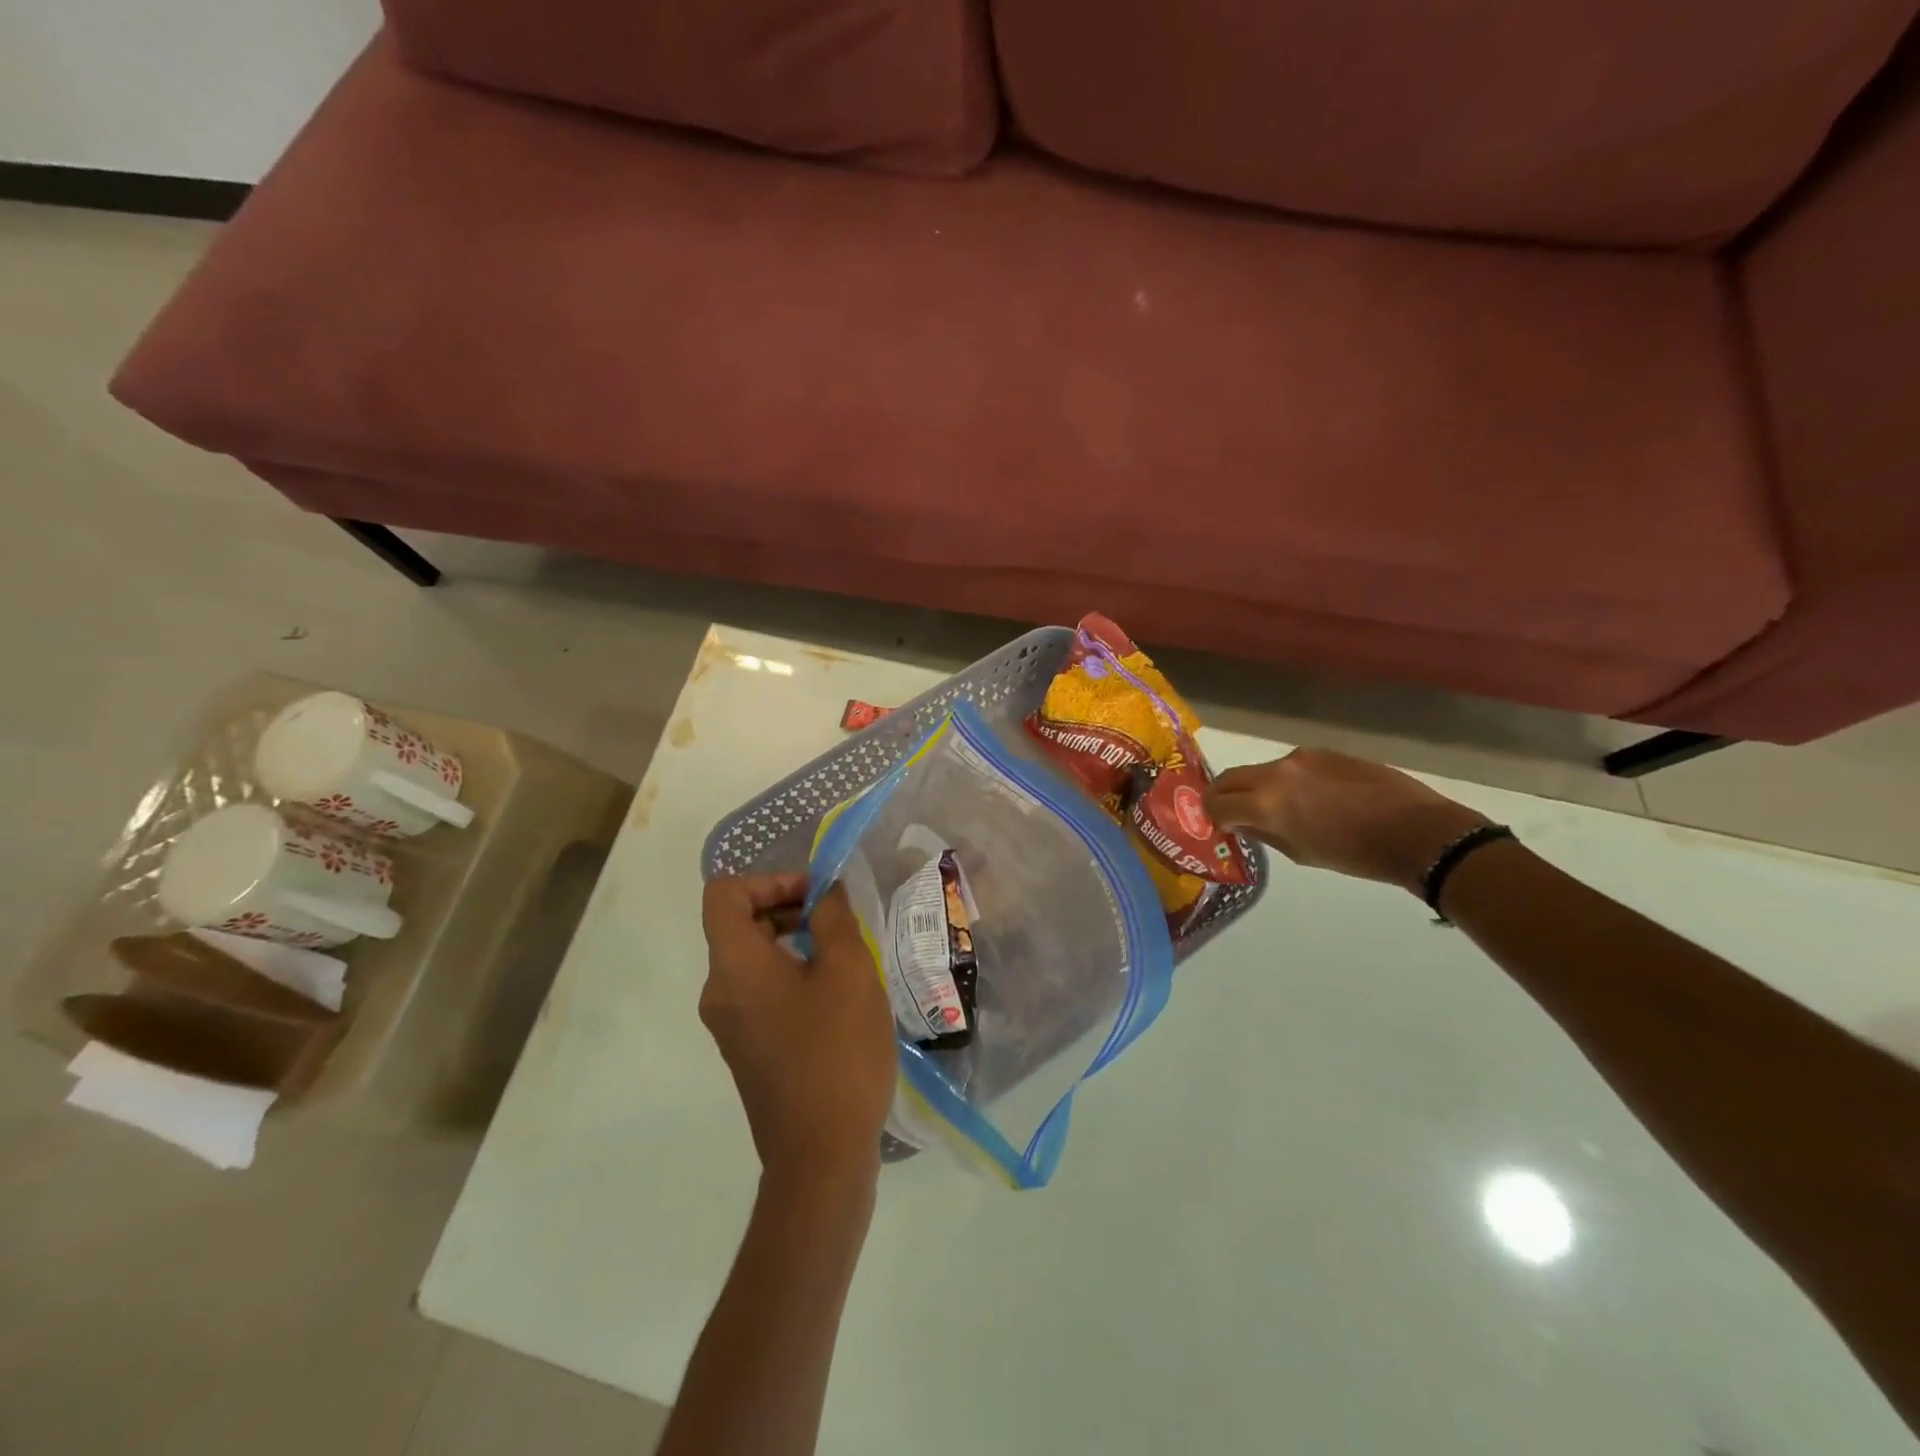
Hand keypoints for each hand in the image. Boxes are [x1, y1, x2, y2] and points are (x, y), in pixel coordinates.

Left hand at [699, 874, 895, 1184]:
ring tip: (844, 954)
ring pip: (752, 959)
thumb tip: (824, 891)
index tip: (814, 895)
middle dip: (787, 907)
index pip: (724, 895)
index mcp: (734, 966)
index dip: (768, 879)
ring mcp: (730, 1026)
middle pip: (737, 925)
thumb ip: (834, 918)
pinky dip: (791, 975)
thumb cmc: (836, 1052)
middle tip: (837, 919)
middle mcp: (719, 992)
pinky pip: (760, 992)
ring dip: (793, 941)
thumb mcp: (848, 971)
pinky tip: (836, 996)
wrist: (821, 1157)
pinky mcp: (747, 1051)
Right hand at [1205, 748, 1489, 895]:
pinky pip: (1290, 765)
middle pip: (1229, 778)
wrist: (1417, 830)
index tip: (1219, 826)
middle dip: (1223, 796)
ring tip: (1278, 808)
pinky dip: (1286, 781)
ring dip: (1256, 787)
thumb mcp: (1301, 854)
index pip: (1216, 803)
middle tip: (1231, 813)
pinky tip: (1311, 798)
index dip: (1211, 816)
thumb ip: (1264, 833)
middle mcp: (1276, 773)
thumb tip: (1242, 823)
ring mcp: (1300, 758)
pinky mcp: (1324, 752)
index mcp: (1266, 803)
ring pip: (1260, 771)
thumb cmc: (1356, 854)